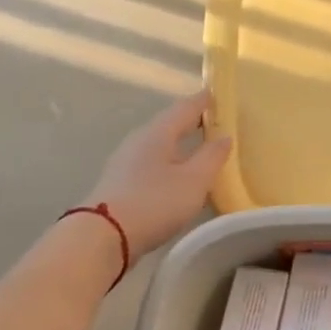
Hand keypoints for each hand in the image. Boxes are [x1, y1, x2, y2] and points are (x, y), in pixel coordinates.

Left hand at [82, 90, 231, 257]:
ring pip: (159, 146)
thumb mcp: (194, 181)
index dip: (203, 102)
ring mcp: (126, 163)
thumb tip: (225, 137)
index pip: (184, 109)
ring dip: (179, 146)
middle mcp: (139, 142)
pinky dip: (169, 164)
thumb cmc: (154, 202)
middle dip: (191, 123)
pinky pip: (152, 165)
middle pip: (169, 126)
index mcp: (157, 134)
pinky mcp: (121, 184)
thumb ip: (212, 157)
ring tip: (199, 152)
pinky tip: (177, 178)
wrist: (105, 235)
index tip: (217, 94)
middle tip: (214, 123)